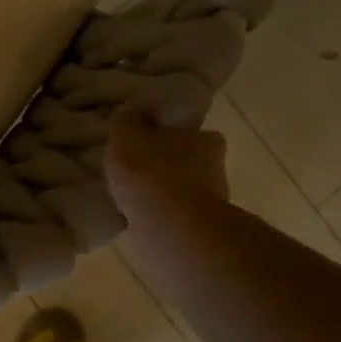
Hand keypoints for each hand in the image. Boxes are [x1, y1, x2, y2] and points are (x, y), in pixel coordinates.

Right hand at [105, 107, 229, 233]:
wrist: (171, 229)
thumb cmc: (151, 173)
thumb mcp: (126, 135)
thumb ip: (126, 121)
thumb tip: (128, 112)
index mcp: (206, 138)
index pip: (187, 130)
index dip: (164, 133)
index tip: (143, 140)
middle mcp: (215, 167)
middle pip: (184, 160)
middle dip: (162, 164)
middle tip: (133, 169)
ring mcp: (209, 201)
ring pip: (179, 190)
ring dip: (159, 192)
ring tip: (129, 195)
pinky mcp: (197, 229)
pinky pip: (170, 216)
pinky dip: (156, 215)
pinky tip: (134, 216)